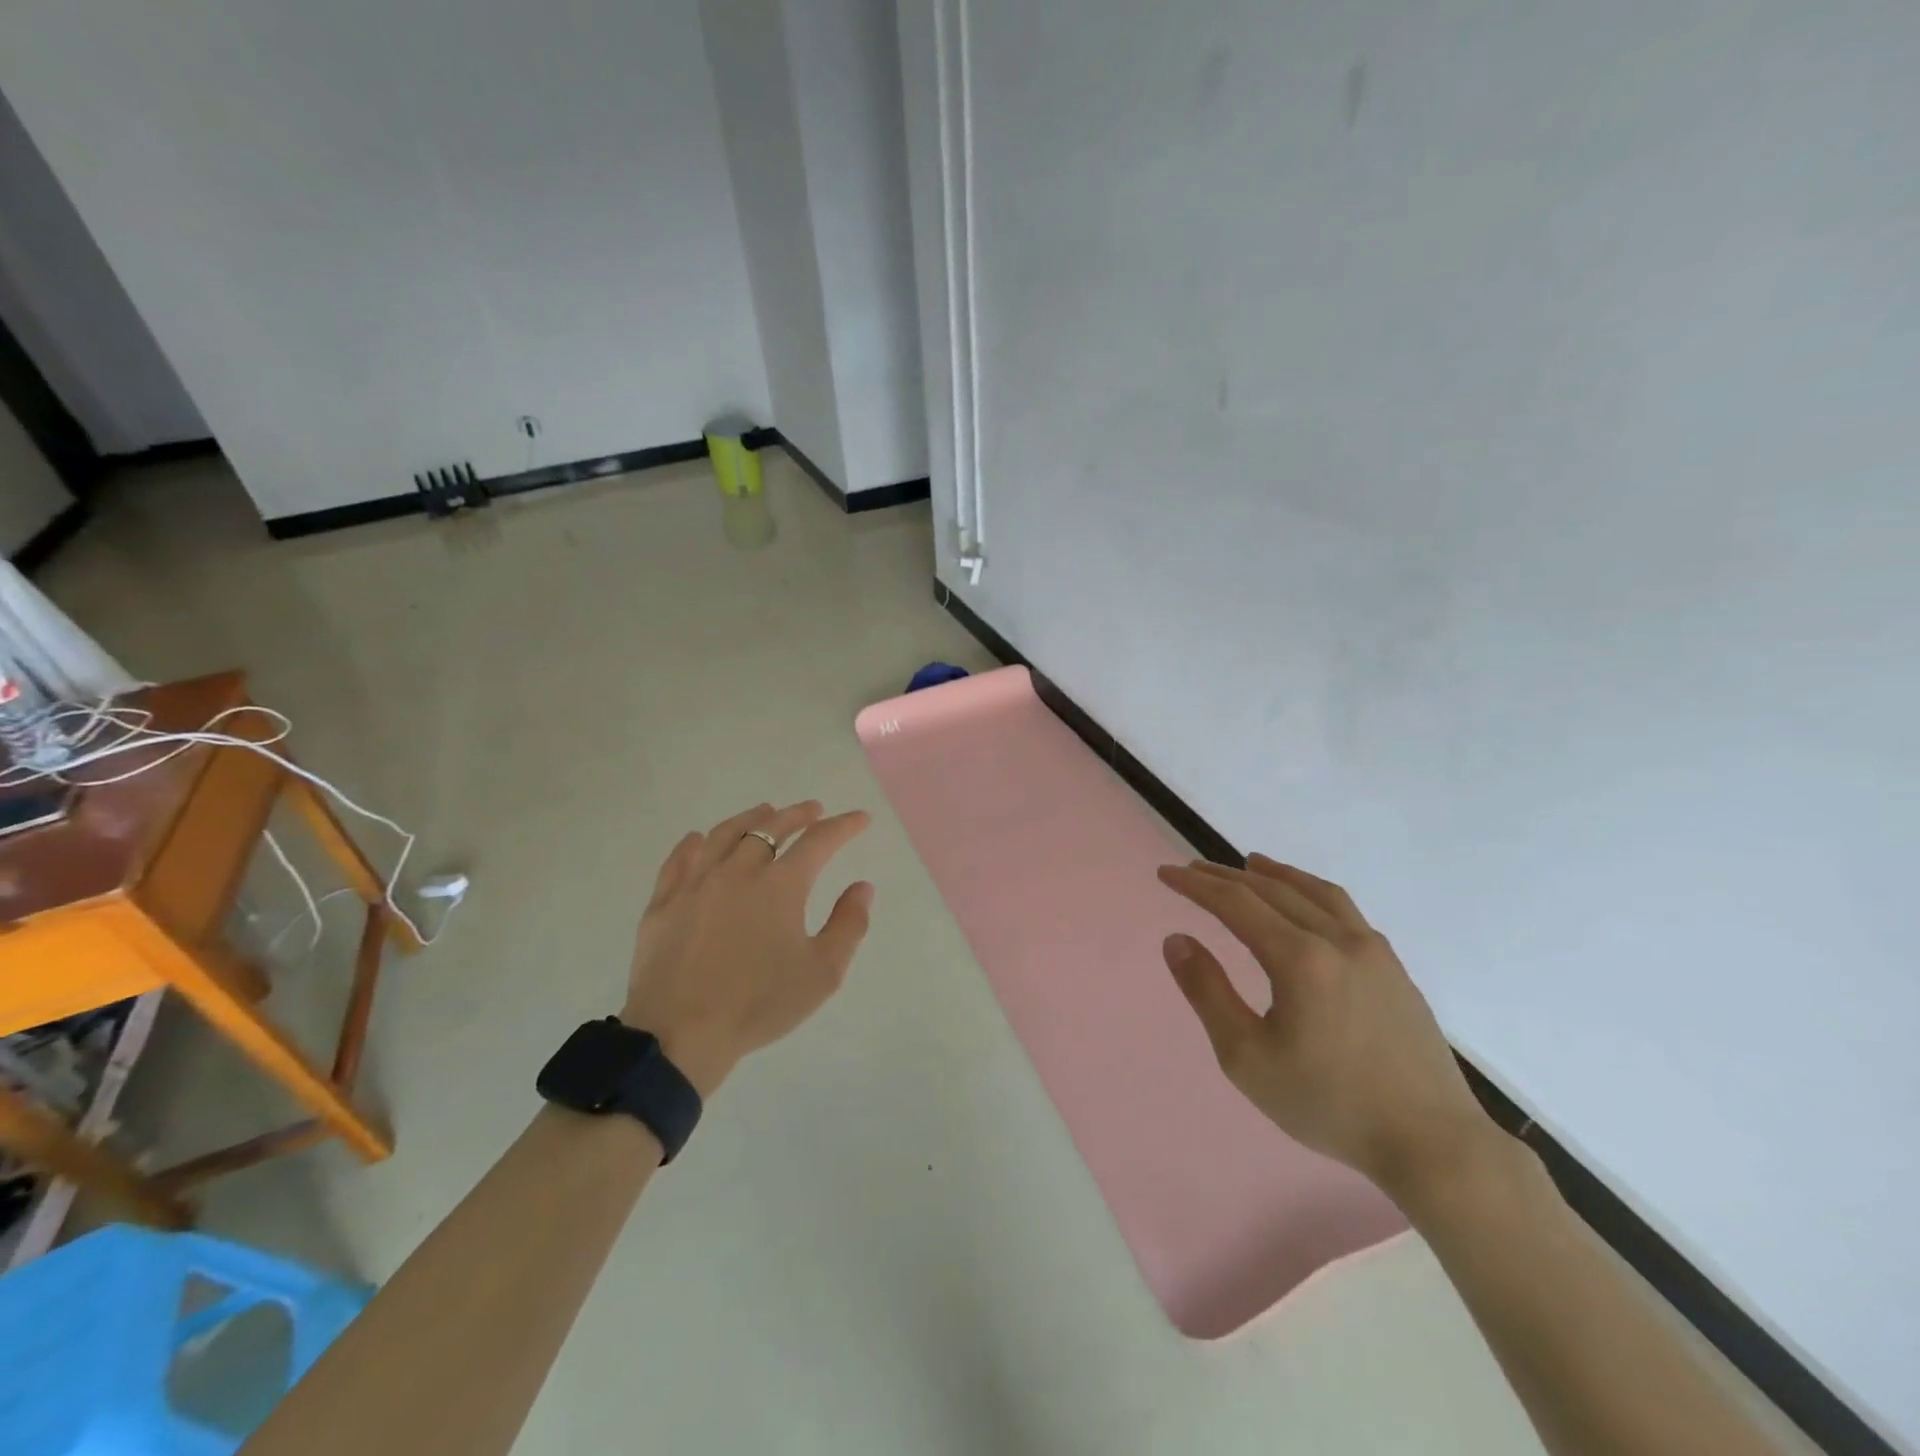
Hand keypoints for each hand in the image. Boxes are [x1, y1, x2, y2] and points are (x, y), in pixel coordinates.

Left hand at [621, 802, 874, 1097]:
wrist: (679, 1035)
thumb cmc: (758, 1004)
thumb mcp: (822, 973)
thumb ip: (848, 925)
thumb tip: (862, 887)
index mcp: (780, 885)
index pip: (819, 841)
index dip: (843, 826)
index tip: (860, 819)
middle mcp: (738, 871)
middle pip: (770, 828)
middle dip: (798, 815)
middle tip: (813, 810)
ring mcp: (696, 883)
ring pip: (725, 835)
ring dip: (750, 818)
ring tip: (765, 812)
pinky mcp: (663, 902)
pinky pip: (680, 859)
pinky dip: (695, 843)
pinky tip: (699, 839)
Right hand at [1158, 854, 1495, 1207]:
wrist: (1432, 1144)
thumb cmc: (1329, 1104)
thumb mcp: (1247, 1058)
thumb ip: (1207, 992)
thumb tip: (1177, 940)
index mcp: (1299, 958)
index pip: (1235, 903)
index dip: (1196, 885)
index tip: (1166, 874)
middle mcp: (1336, 939)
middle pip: (1271, 890)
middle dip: (1226, 876)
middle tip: (1193, 870)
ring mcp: (1372, 950)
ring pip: (1314, 892)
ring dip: (1275, 875)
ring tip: (1250, 864)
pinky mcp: (1393, 968)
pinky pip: (1344, 909)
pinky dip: (1311, 892)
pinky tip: (1307, 904)